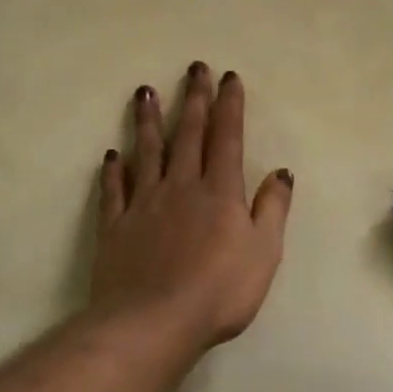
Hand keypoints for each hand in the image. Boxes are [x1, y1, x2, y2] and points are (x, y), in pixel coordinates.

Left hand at [90, 63, 293, 350]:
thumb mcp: (264, 252)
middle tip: (193, 68)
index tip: (228, 78)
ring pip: (147, 153)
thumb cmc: (219, 290)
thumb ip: (272, 208)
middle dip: (193, 99)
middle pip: (187, 134)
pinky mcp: (116, 227)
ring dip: (147, 121)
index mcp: (219, 191)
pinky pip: (115, 191)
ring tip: (145, 93)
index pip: (226, 137)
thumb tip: (281, 172)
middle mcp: (181, 186)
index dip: (229, 105)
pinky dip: (113, 171)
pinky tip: (111, 155)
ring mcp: (144, 204)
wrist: (151, 323)